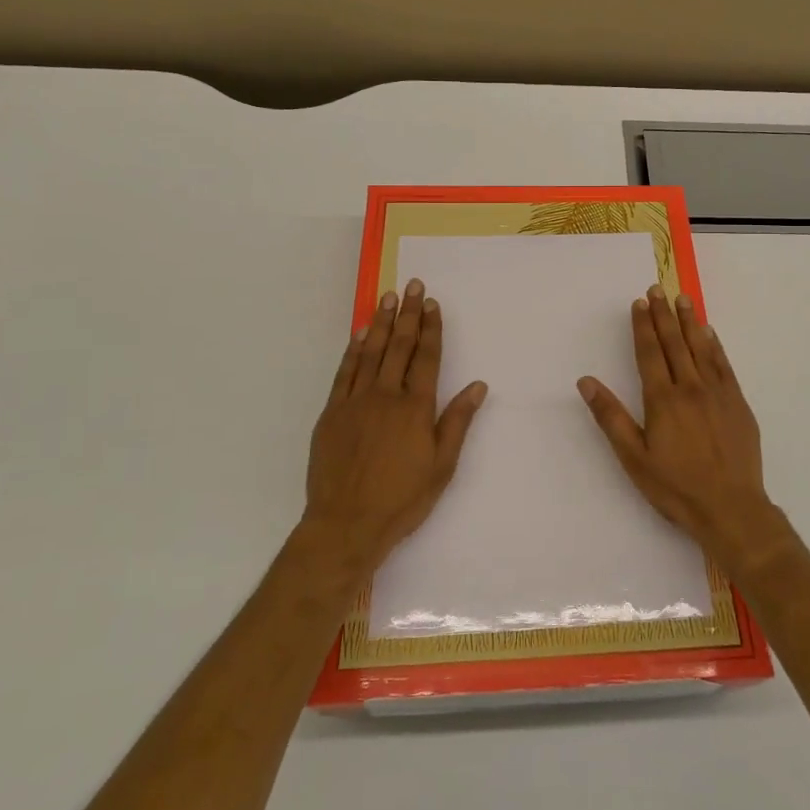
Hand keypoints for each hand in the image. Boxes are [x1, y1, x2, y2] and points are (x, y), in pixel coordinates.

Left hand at [303, 279, 487, 570]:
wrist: (346, 524)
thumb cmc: (402, 499)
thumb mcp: (442, 466)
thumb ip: (457, 422)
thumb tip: (478, 386)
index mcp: (416, 408)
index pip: (426, 357)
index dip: (430, 328)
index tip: (431, 303)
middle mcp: (386, 396)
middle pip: (399, 346)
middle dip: (407, 314)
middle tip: (412, 285)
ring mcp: (356, 402)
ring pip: (370, 353)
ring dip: (379, 323)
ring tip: (387, 298)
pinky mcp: (332, 413)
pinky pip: (344, 373)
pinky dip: (352, 351)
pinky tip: (358, 335)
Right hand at [578, 286, 784, 570]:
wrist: (731, 508)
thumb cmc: (676, 487)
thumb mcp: (633, 457)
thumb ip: (610, 417)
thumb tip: (586, 382)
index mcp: (662, 399)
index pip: (650, 353)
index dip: (643, 326)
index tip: (639, 303)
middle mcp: (690, 387)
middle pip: (675, 343)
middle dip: (664, 315)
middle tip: (658, 289)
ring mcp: (717, 393)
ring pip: (701, 348)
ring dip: (690, 322)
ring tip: (683, 299)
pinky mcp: (738, 403)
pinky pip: (724, 365)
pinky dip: (715, 345)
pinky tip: (710, 333)